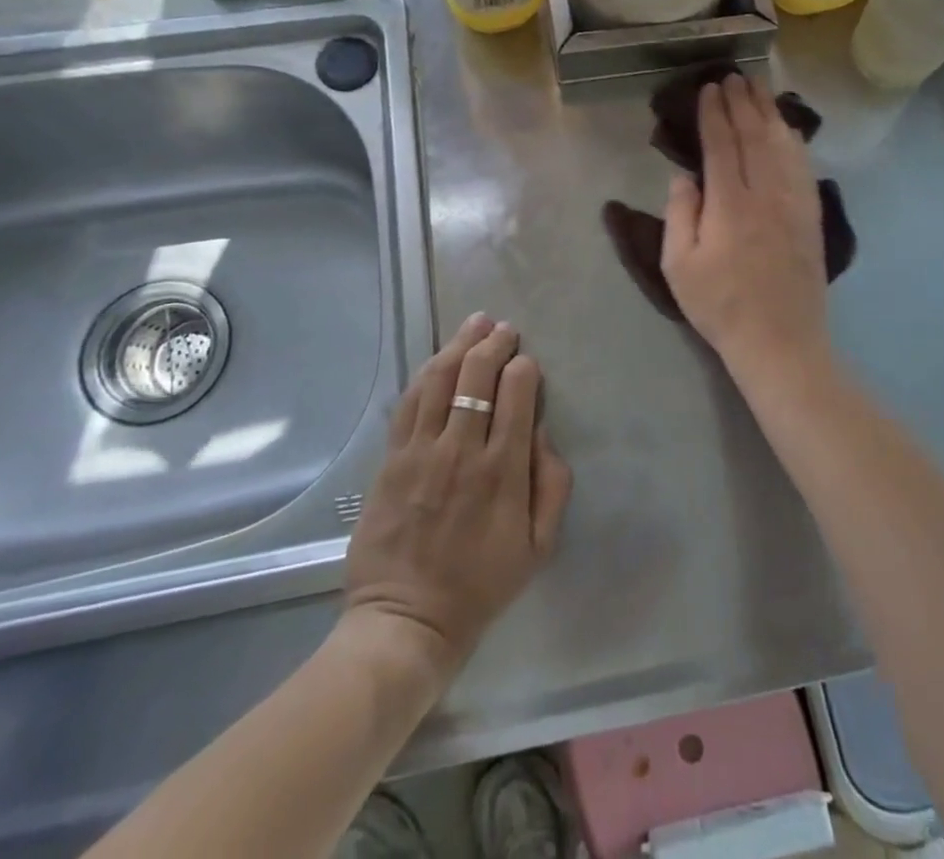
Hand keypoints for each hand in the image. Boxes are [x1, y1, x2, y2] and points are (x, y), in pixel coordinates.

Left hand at [343, 315, 572, 683]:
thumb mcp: (539, 546)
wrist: (407, 620)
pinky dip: (425, 373)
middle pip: (477, 376)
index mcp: (502, 471)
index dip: (524, 368)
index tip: (527, 361)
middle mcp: (461, 450)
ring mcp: (421, 452)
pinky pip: (409, 402)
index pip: (516, 394)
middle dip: (494, 343)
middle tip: (504, 328)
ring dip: (459, 345)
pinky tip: (438, 358)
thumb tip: (541, 432)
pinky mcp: (392, 459)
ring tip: (475, 323)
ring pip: (440, 379)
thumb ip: (552, 484)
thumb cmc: (481, 584)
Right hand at [661, 76, 829, 374]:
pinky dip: (794, 140)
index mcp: (730, 204)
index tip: (708, 88)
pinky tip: (789, 129)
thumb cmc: (721, 306)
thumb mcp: (680, 266)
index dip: (714, 113)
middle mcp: (766, 194)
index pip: (721, 145)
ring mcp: (794, 203)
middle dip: (743, 102)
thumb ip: (680, 214)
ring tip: (760, 88)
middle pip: (755, 136)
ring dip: (770, 112)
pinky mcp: (812, 216)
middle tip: (733, 76)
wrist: (781, 341)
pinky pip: (804, 166)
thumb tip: (684, 176)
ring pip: (783, 145)